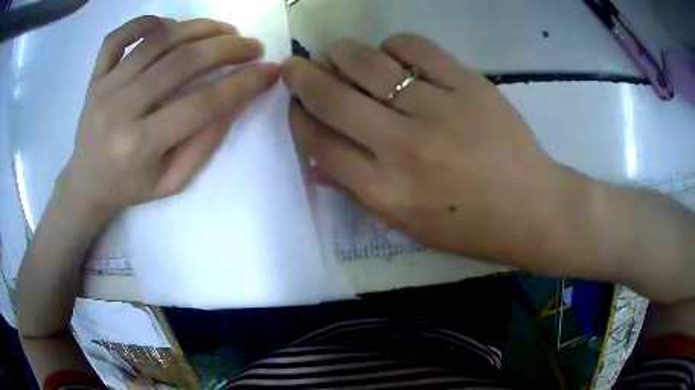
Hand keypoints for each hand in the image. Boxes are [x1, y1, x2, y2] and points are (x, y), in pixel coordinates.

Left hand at [61, 16, 279, 218]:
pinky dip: (146, 22)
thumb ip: (203, 143)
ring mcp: (105, 87)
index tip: (270, 70)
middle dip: (227, 48)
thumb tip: (236, 102)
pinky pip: (118, 36)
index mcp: (140, 145)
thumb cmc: (129, 188)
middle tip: (252, 45)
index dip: (242, 83)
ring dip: (198, 28)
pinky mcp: (95, 76)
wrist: (86, 184)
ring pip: (157, 39)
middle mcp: (121, 109)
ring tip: (223, 31)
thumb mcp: (172, 182)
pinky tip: (167, 26)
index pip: (201, 104)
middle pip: (182, 61)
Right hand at [283, 34, 572, 268]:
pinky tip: (391, 52)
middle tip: (296, 65)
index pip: (318, 142)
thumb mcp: (407, 226)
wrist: (532, 209)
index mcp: (384, 191)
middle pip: (332, 97)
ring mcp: (438, 110)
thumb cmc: (470, 227)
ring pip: (368, 63)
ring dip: (342, 53)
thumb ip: (357, 192)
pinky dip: (394, 44)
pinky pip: (416, 48)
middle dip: (302, 76)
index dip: (297, 117)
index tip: (294, 104)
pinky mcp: (469, 85)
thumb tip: (316, 160)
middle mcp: (403, 147)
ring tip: (338, 54)